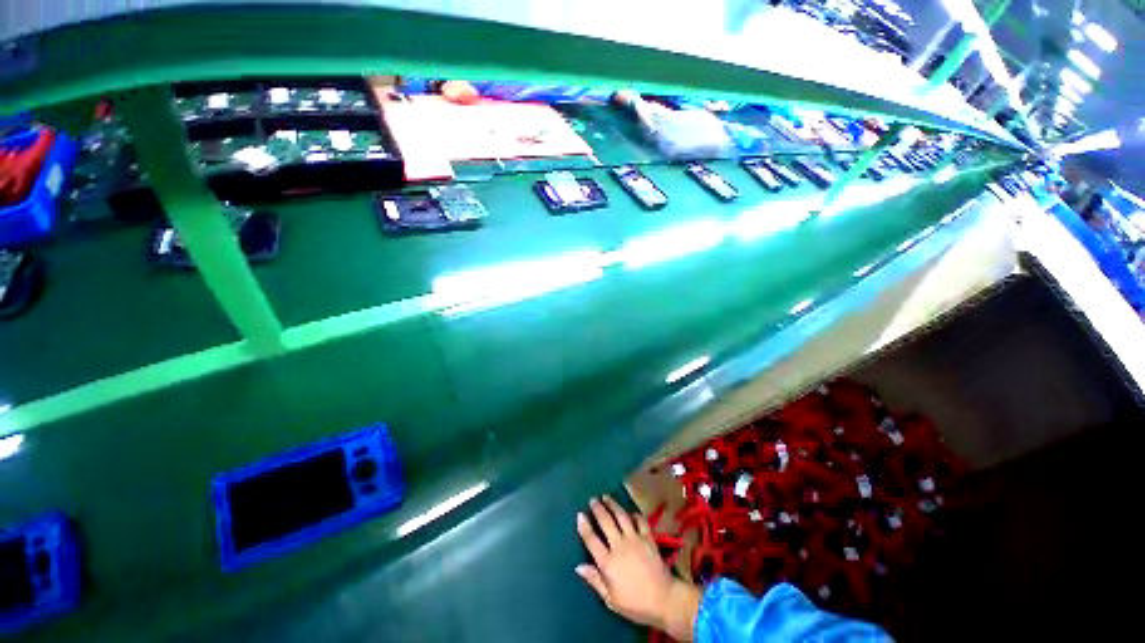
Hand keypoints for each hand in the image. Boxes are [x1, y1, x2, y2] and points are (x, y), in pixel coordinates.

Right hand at [575, 496, 700, 640]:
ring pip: (621, 516)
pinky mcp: (648, 537)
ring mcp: (635, 539)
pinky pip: (639, 520)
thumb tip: (578, 566)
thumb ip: (595, 580)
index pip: (592, 540)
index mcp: (608, 562)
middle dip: (598, 509)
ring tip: (606, 497)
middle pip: (606, 522)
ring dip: (612, 504)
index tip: (580, 515)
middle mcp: (619, 546)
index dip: (584, 526)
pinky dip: (633, 513)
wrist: (664, 600)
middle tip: (593, 499)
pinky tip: (629, 511)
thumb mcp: (611, 599)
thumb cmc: (635, 604)